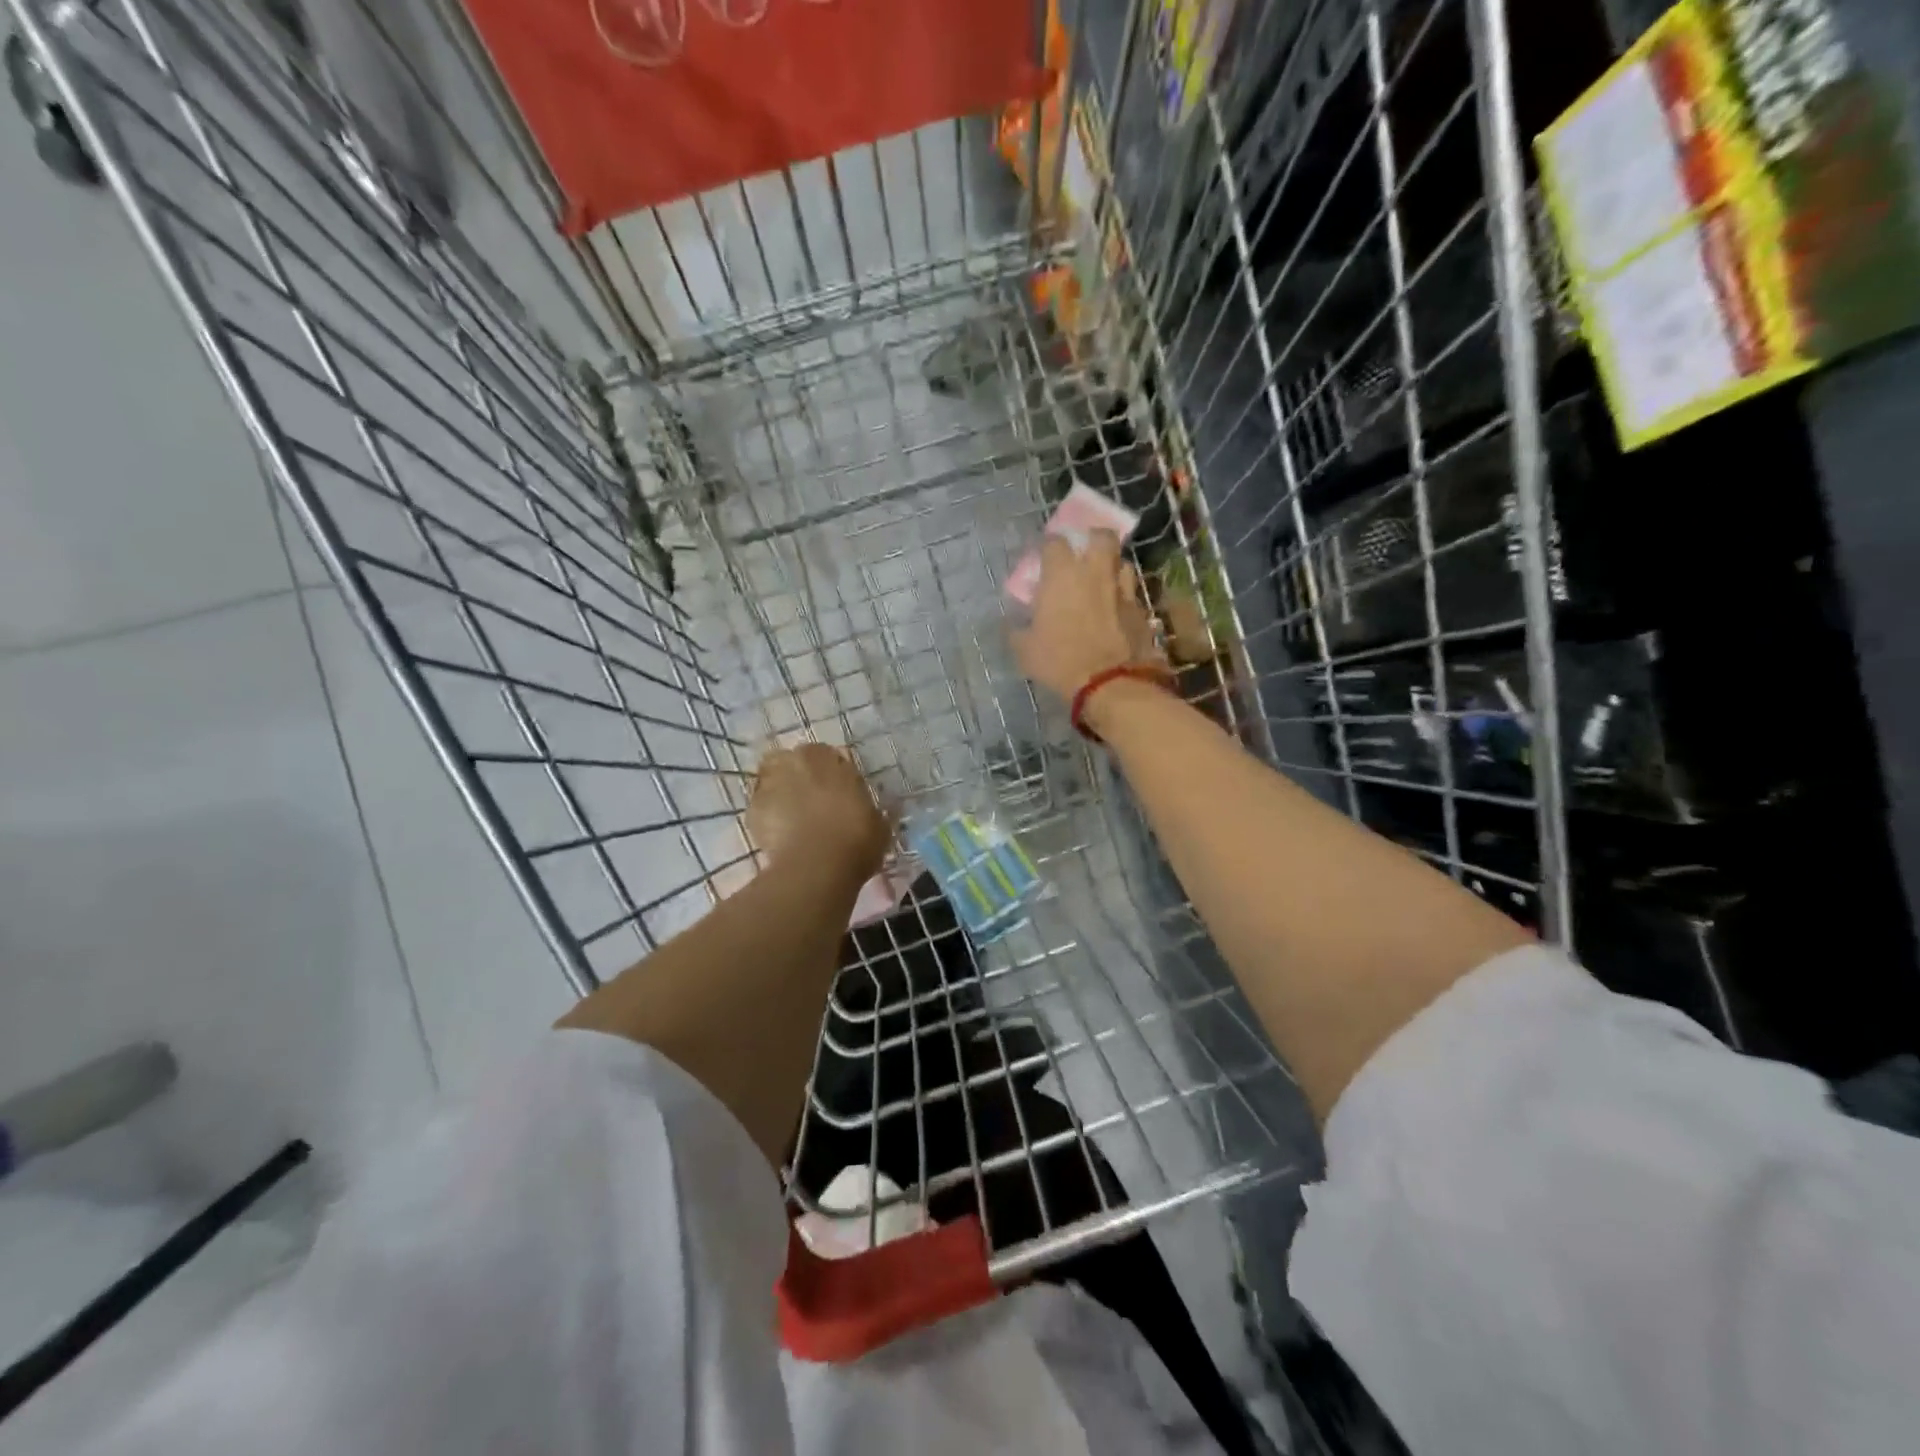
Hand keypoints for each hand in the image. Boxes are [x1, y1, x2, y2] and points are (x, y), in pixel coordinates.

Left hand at [746, 743, 889, 879]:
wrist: (817, 866)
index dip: (833, 776)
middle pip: (794, 762)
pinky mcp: (751, 808)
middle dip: (801, 777)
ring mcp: (769, 782)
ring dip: (781, 792)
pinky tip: (779, 836)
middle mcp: (796, 760)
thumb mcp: (879, 824)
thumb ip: (870, 810)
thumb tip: (871, 811)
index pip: (829, 756)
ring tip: (792, 819)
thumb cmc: (856, 839)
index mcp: (828, 756)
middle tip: (813, 804)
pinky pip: (760, 807)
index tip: (839, 795)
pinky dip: (768, 816)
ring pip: (772, 780)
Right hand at [1012, 531, 1164, 700]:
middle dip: (1092, 539)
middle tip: (1083, 554)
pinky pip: (1131, 593)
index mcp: (1062, 574)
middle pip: (1101, 536)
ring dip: (1112, 567)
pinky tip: (1115, 611)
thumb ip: (1017, 629)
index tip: (1044, 558)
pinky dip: (1122, 597)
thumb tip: (1012, 623)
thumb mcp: (1025, 649)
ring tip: (1102, 582)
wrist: (1111, 683)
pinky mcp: (1141, 610)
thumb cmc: (1060, 661)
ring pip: (1122, 562)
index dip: (1049, 547)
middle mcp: (1095, 572)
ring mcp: (1122, 589)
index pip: (1054, 542)